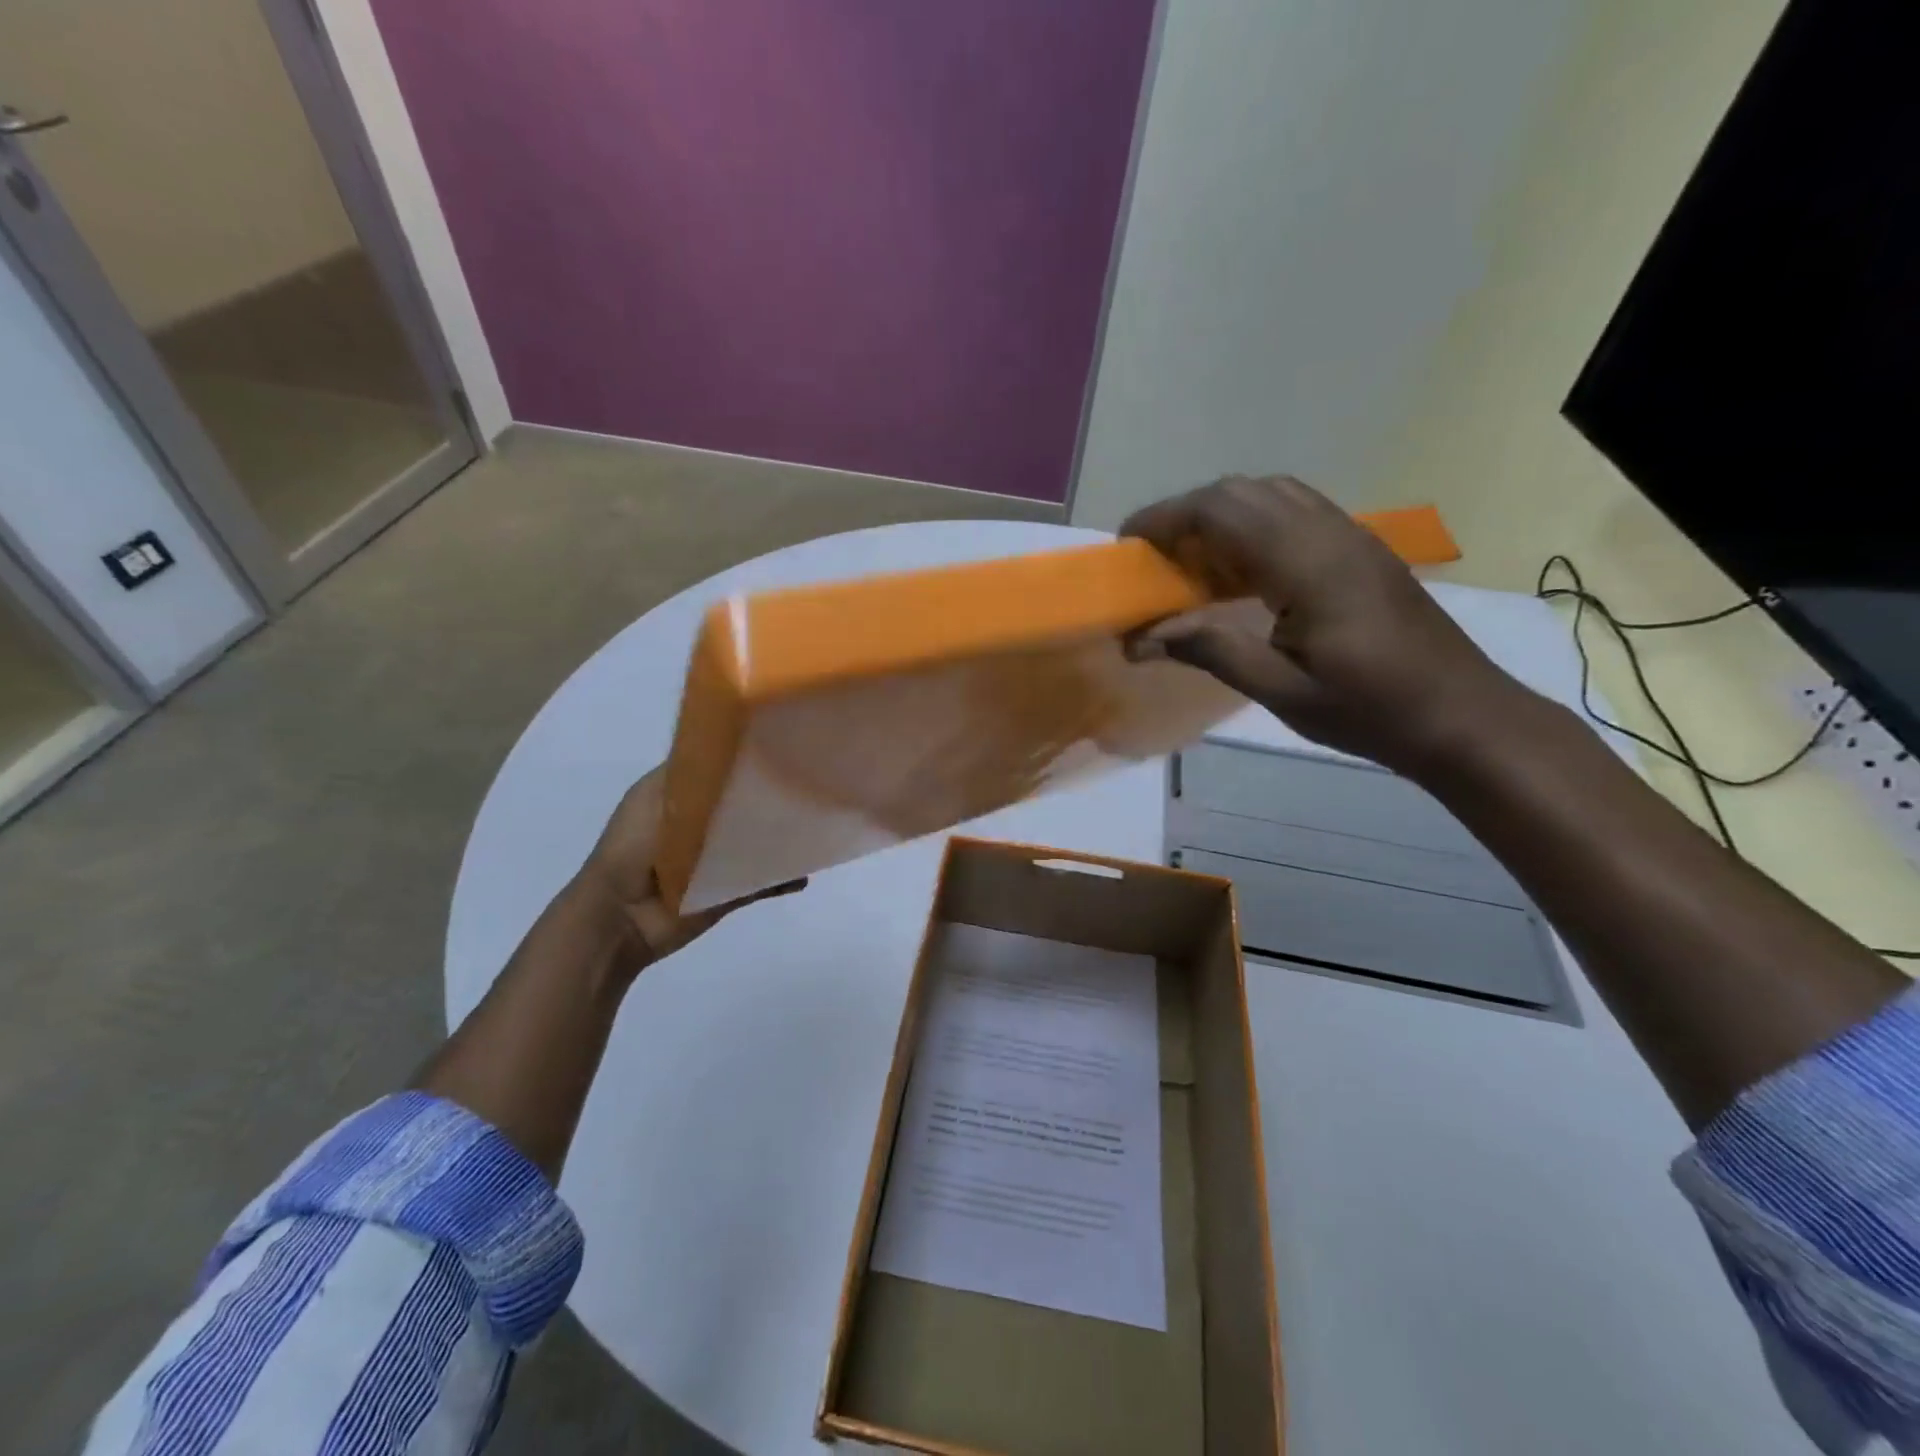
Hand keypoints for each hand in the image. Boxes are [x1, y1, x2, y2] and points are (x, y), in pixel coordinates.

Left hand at [577, 766, 803, 970]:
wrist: (618, 916)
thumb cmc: (631, 848)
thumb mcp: (654, 796)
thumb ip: (691, 774)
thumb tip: (734, 747)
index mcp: (682, 797)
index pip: (722, 772)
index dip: (747, 760)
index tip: (781, 745)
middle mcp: (702, 826)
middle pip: (745, 807)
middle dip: (772, 799)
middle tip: (810, 785)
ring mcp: (716, 861)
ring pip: (759, 844)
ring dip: (783, 839)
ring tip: (815, 827)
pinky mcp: (727, 892)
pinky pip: (762, 883)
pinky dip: (783, 879)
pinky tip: (805, 873)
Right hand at [1121, 475, 1522, 771]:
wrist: (1462, 715)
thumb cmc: (1370, 710)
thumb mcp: (1281, 689)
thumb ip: (1210, 651)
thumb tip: (1141, 638)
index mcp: (1307, 563)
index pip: (1220, 510)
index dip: (1164, 519)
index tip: (1126, 546)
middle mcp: (1329, 533)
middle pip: (1242, 491)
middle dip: (1186, 515)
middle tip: (1153, 560)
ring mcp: (1350, 536)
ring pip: (1270, 495)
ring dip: (1220, 517)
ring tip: (1190, 564)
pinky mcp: (1361, 550)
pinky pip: (1294, 513)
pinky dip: (1252, 527)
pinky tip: (1239, 573)